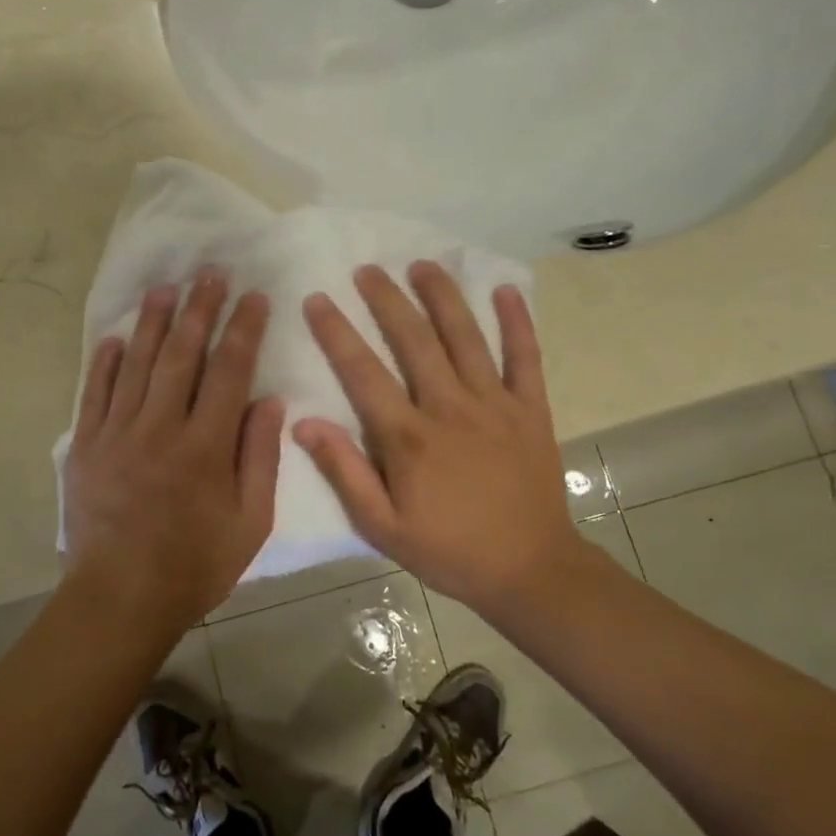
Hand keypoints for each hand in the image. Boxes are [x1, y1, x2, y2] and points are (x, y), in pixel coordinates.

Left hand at [62, 270, 285, 630]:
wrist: (120, 598)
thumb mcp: (250, 522)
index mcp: (205, 446)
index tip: (253, 296)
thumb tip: (270, 401)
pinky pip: (94, 393)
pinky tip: (114, 337)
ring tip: (165, 287)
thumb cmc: (195, 565)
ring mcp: (117, 433)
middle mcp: (160, 428)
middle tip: (210, 273)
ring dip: (151, 322)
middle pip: (181, 355)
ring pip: (136, 364)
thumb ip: (260, 458)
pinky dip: (104, 362)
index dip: (243, 329)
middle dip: (198, 309)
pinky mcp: (85, 445)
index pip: (228, 371)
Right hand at [294, 261, 597, 612]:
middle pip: (414, 340)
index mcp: (409, 437)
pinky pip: (526, 357)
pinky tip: (506, 290)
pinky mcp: (532, 409)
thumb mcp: (382, 526)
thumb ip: (344, 471)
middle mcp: (450, 407)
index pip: (363, 372)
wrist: (530, 571)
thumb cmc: (448, 550)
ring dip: (442, 297)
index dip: (337, 332)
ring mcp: (495, 404)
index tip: (318, 299)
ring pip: (465, 337)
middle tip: (367, 269)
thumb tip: (304, 423)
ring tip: (422, 264)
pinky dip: (518, 322)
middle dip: (387, 299)